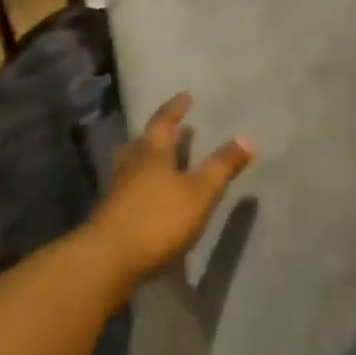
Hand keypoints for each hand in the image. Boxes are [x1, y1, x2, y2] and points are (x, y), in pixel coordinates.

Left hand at [82, 93, 253, 284]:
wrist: (108, 258)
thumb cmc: (158, 218)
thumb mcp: (199, 192)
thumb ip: (222, 166)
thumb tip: (247, 137)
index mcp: (152, 153)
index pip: (163, 122)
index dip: (174, 109)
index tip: (185, 96)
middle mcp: (132, 165)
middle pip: (143, 142)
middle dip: (160, 135)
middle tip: (176, 130)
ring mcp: (118, 190)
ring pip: (133, 165)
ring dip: (148, 159)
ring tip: (162, 160)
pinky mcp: (112, 214)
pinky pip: (129, 188)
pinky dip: (142, 184)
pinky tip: (150, 196)